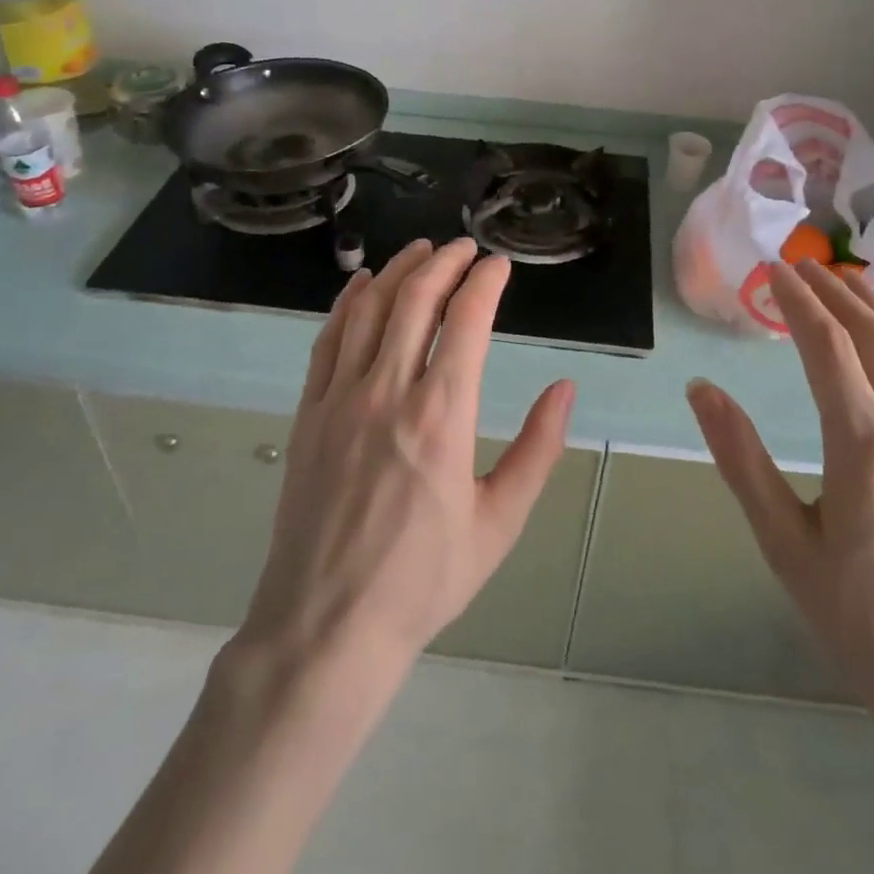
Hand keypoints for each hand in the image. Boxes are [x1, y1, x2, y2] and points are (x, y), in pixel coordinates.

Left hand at [240, 237, 575, 669]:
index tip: (499, 265)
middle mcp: (388, 391)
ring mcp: (340, 399)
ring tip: (419, 250)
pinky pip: (327, 341)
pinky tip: (361, 286)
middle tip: (464, 247)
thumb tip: (564, 389)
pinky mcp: (309, 414)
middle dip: (443, 262)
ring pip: (368, 310)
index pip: (466, 320)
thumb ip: (537, 449)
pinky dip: (346, 304)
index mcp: (441, 415)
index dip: (485, 282)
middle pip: (415, 300)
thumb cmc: (424, 580)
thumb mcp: (499, 522)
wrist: (328, 625)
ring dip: (397, 272)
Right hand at [687, 259, 873, 724]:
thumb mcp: (783, 542)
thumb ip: (740, 458)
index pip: (828, 348)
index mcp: (864, 449)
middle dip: (837, 294)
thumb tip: (701, 389)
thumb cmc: (858, 621)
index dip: (798, 302)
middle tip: (805, 264)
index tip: (774, 271)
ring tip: (853, 284)